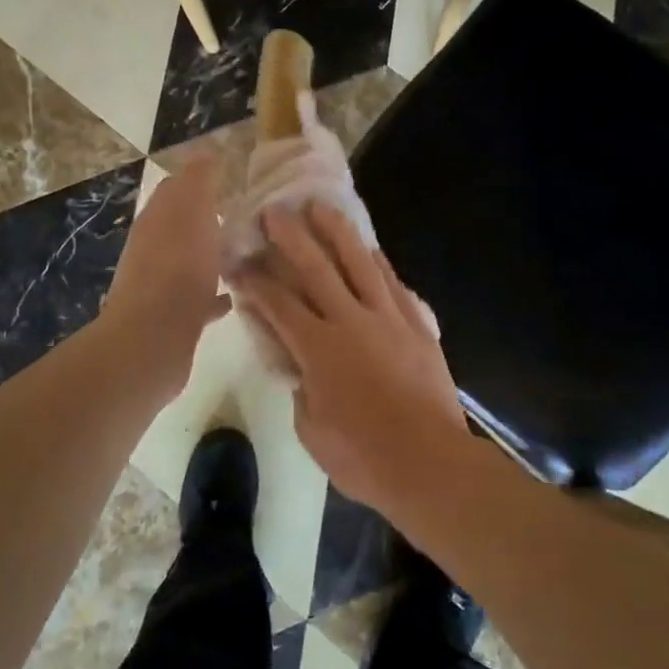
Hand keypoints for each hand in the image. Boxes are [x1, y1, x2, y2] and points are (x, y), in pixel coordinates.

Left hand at [103, 157, 229, 392]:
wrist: (153, 340)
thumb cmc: (178, 268)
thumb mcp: (192, 211)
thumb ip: (199, 180)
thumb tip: (206, 153)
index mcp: (157, 219)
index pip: (176, 188)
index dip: (201, 181)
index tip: (234, 183)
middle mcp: (152, 248)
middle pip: (182, 226)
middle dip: (209, 220)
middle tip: (248, 220)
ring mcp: (159, 285)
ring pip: (189, 261)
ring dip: (212, 256)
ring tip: (247, 255)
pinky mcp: (171, 318)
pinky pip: (196, 298)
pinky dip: (213, 293)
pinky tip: (235, 297)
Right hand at [236, 202, 467, 514]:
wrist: (430, 462)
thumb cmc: (363, 457)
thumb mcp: (312, 430)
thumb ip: (301, 389)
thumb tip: (299, 367)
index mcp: (318, 349)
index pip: (278, 304)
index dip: (254, 282)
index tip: (238, 263)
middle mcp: (351, 321)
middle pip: (316, 268)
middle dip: (291, 237)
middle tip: (274, 211)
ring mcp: (388, 318)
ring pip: (360, 262)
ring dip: (337, 231)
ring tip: (322, 206)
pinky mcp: (417, 324)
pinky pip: (393, 282)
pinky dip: (378, 261)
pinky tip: (369, 246)